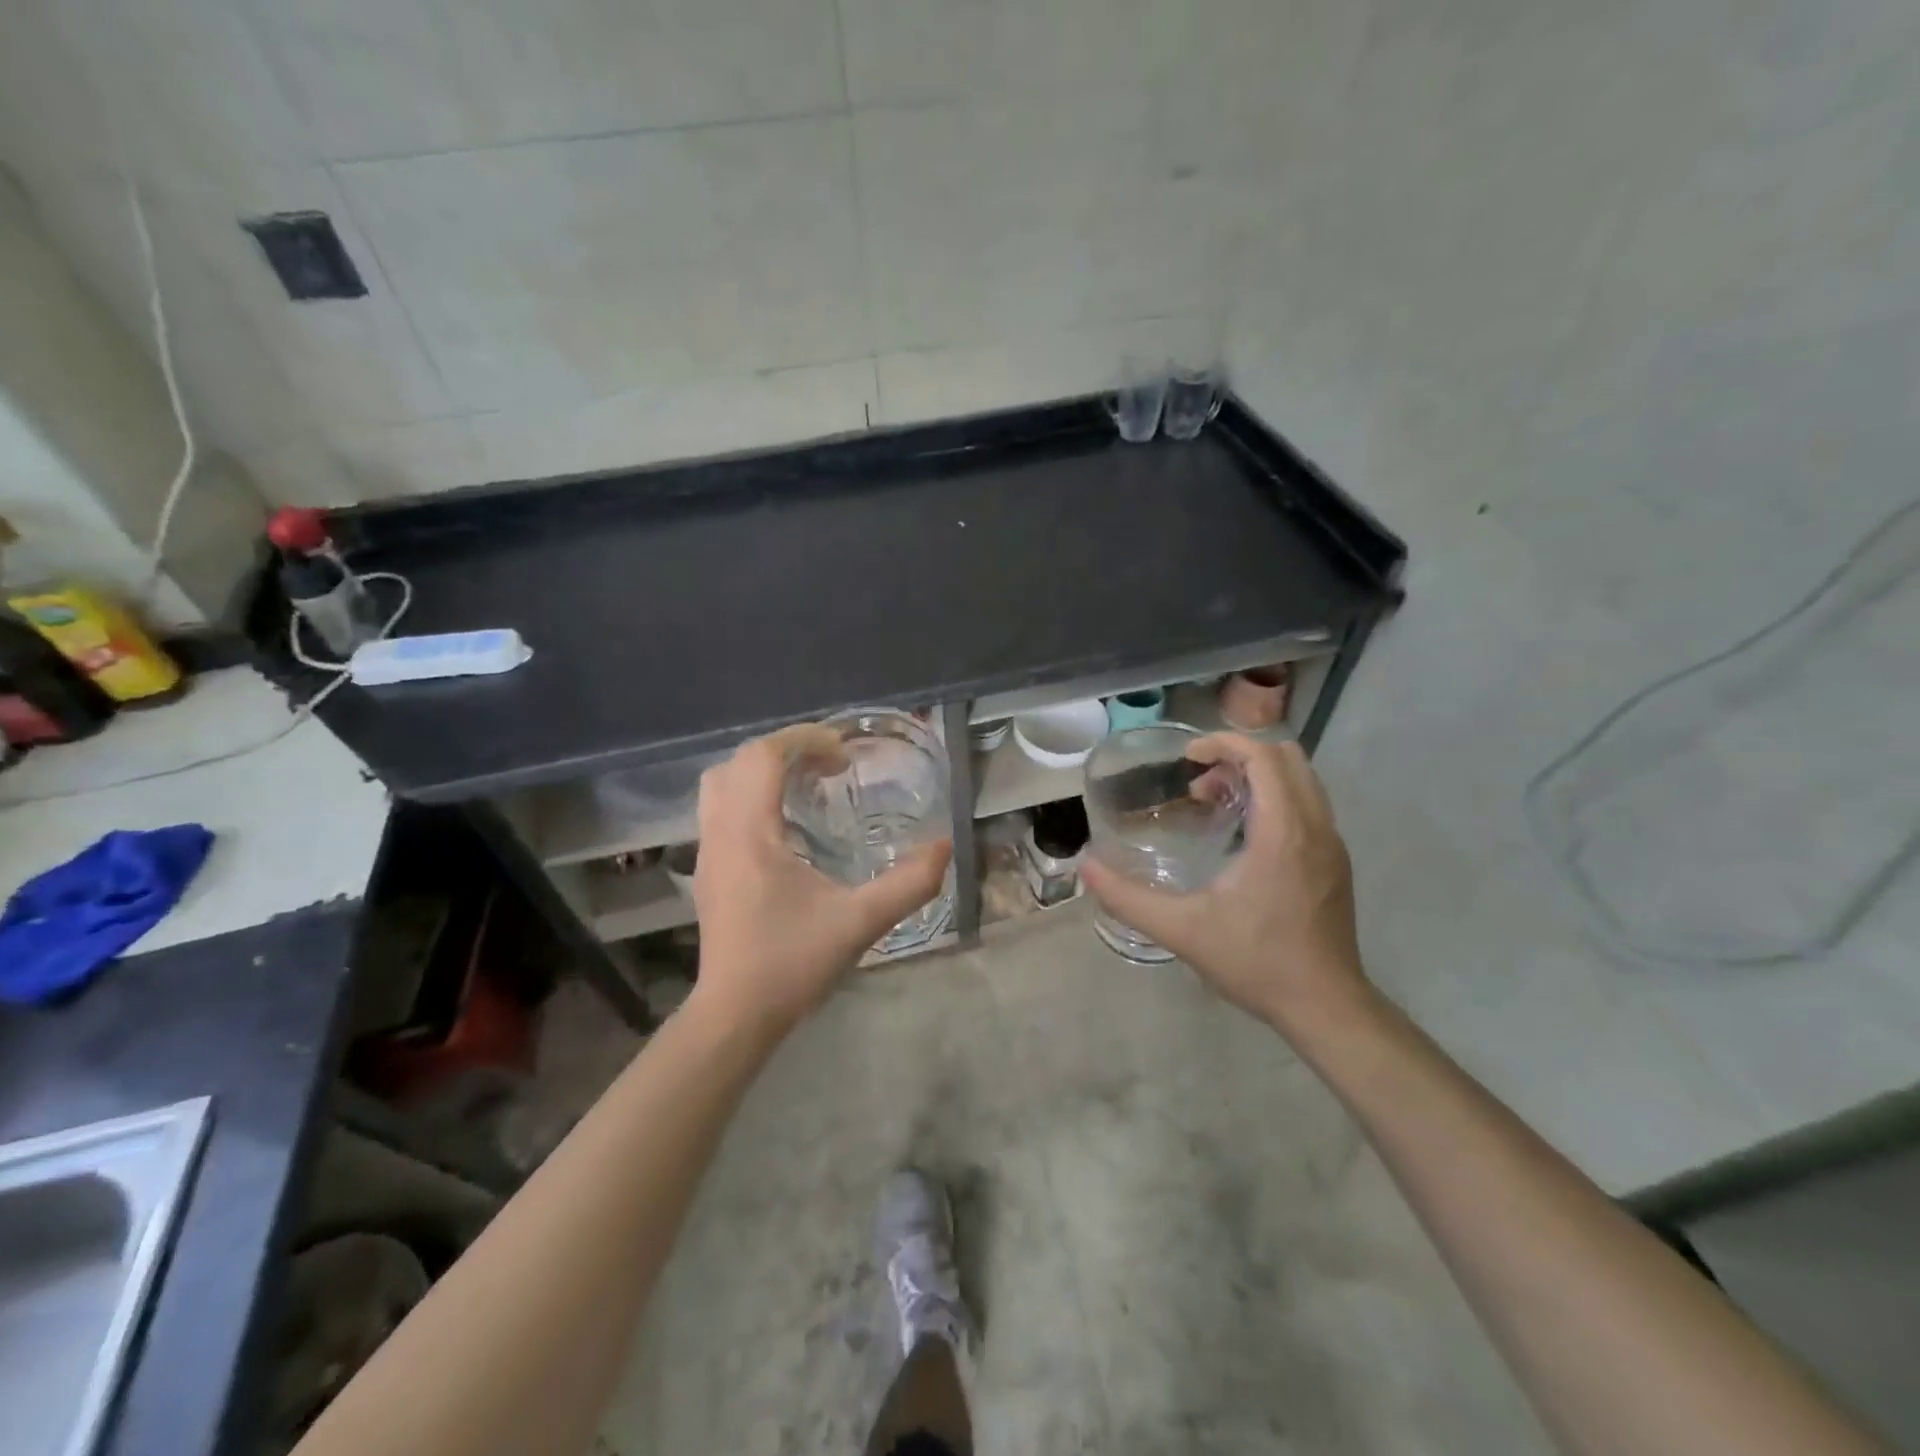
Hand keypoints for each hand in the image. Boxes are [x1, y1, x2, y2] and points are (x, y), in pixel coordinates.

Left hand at [686, 725, 951, 1037]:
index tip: (844, 752)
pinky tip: (789, 823)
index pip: (763, 756)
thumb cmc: (792, 964)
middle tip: (831, 765)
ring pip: (722, 782)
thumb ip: (909, 883)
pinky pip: (721, 808)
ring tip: (809, 785)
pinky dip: (753, 795)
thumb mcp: (860, 922)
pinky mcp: (709, 869)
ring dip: (764, 770)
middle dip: (787, 750)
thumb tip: (945, 846)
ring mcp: (707, 850)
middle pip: (739, 761)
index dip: (804, 740)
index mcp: (749, 833)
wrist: (735, 1015)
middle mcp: (720, 832)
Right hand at [1079, 735, 1369, 1034]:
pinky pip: (1308, 805)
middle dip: (1240, 756)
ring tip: (1215, 805)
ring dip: (1258, 777)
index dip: (1223, 743)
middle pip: (1287, 757)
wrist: (1326, 1007)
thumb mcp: (1182, 930)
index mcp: (1284, 832)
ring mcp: (1332, 845)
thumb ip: (1128, 898)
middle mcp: (1316, 828)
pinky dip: (1275, 798)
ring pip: (1302, 780)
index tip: (1187, 758)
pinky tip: (1242, 838)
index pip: (1264, 757)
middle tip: (1198, 783)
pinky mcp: (1335, 862)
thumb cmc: (1256, 962)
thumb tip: (1086, 868)